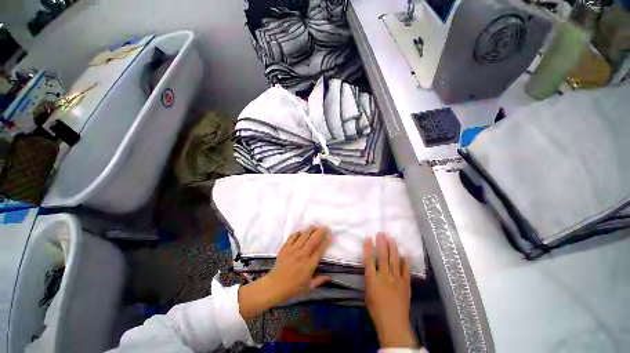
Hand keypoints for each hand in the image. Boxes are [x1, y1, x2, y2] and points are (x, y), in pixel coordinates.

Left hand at [239, 226, 331, 319]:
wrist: (275, 286)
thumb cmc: (293, 288)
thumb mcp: (309, 287)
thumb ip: (320, 280)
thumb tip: (330, 276)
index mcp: (309, 265)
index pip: (320, 249)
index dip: (326, 241)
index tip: (329, 235)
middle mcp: (302, 255)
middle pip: (313, 240)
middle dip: (320, 232)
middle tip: (324, 227)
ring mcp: (293, 250)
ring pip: (304, 236)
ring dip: (310, 230)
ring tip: (314, 227)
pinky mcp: (285, 248)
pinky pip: (292, 237)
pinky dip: (297, 233)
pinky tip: (301, 232)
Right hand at [364, 233, 416, 348]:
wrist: (393, 323)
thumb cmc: (376, 309)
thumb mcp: (368, 293)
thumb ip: (370, 279)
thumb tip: (372, 269)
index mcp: (372, 279)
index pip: (369, 259)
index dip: (368, 248)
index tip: (368, 238)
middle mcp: (384, 276)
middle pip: (382, 256)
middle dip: (382, 243)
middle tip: (381, 233)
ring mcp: (396, 279)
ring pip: (394, 260)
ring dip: (393, 248)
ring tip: (392, 238)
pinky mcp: (405, 283)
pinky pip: (406, 270)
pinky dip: (406, 261)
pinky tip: (407, 253)